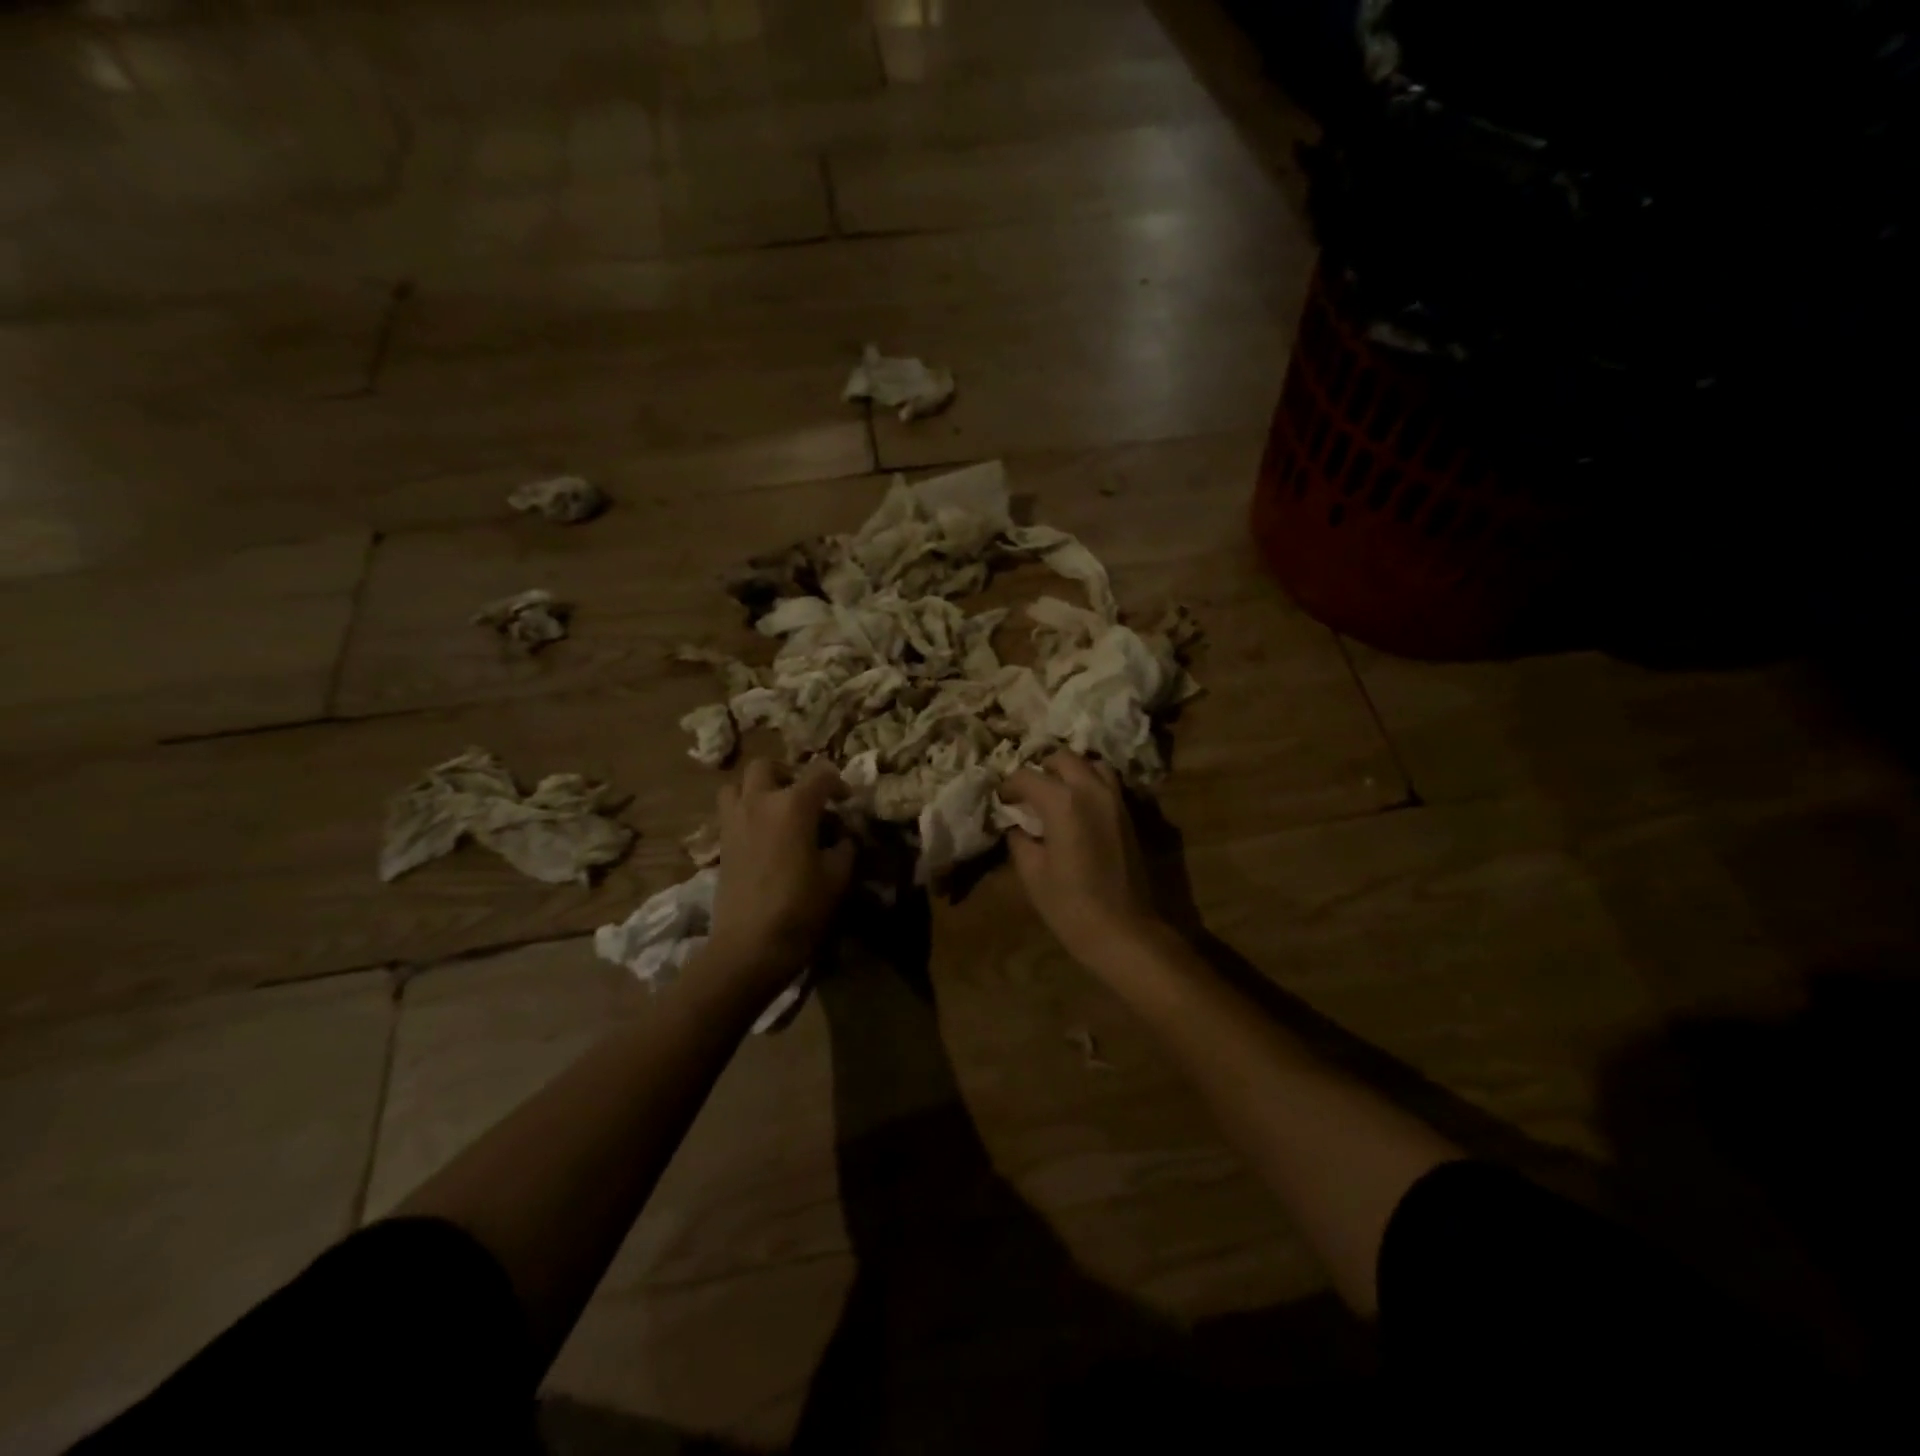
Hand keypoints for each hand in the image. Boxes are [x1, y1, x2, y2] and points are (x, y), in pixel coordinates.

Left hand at [707, 759, 855, 987]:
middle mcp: (759, 802)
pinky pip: (729, 811)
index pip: (820, 774)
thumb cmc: (801, 908)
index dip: (838, 783)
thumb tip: (843, 835)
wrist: (749, 946)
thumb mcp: (837, 876)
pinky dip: (744, 812)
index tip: (846, 802)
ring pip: (737, 784)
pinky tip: (762, 835)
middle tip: (804, 796)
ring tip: (775, 809)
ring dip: (757, 789)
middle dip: (788, 773)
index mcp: (793, 805)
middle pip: (767, 765)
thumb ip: (844, 846)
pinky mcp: (721, 843)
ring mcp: (734, 821)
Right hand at [999, 753, 1164, 970]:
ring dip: (1070, 771)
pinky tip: (1077, 807)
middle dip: (1041, 769)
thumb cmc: (1070, 905)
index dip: (1009, 786)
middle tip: (1028, 793)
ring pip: (1091, 765)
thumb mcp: (1032, 872)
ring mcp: (1115, 799)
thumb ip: (1020, 838)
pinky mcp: (1129, 814)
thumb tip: (1016, 824)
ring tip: (1055, 793)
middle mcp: (1091, 790)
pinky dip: (1090, 783)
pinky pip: (1107, 783)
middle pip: (1062, 758)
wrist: (1123, 930)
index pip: (1027, 776)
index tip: (1002, 800)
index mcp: (1062, 802)